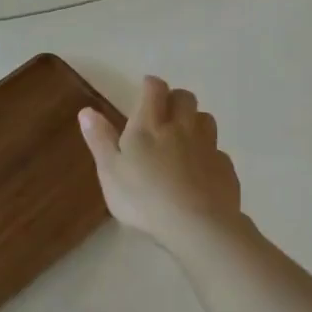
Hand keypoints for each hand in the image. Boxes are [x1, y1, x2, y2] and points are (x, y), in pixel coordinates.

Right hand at [80, 76, 244, 247]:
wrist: (196, 226)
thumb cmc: (142, 199)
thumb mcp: (110, 171)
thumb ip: (100, 140)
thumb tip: (87, 111)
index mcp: (149, 126)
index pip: (154, 90)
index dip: (150, 85)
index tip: (145, 88)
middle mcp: (181, 128)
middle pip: (185, 98)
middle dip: (174, 98)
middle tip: (162, 112)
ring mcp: (207, 147)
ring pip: (206, 119)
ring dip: (194, 120)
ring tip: (182, 136)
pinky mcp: (224, 168)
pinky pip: (217, 150)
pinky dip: (207, 152)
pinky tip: (198, 169)